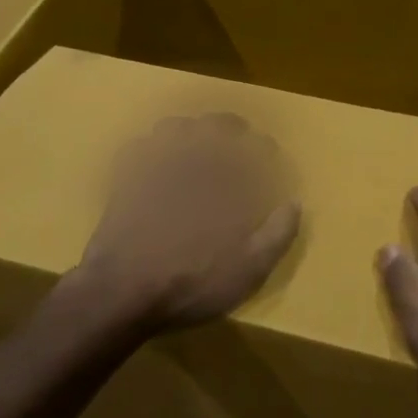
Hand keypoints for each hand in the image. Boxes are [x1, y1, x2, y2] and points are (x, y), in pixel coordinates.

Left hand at [74, 113, 300, 335]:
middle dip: (230, 126)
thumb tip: (295, 203)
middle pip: (214, 125)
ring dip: (190, 129)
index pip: (253, 147)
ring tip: (195, 141)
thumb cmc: (192, 282)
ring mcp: (153, 166)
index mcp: (226, 182)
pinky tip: (154, 158)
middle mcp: (192, 163)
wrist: (123, 291)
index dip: (264, 146)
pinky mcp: (124, 178)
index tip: (269, 152)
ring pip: (173, 127)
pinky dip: (150, 146)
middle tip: (237, 134)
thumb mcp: (248, 270)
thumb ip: (277, 234)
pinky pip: (138, 146)